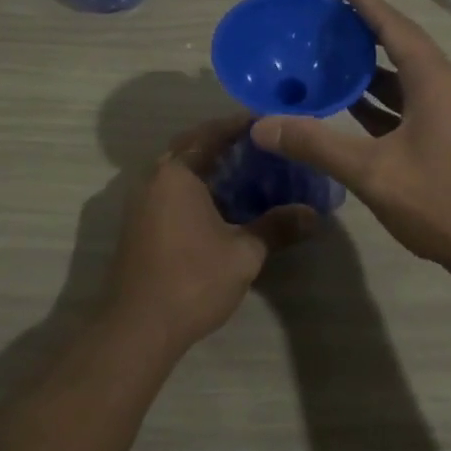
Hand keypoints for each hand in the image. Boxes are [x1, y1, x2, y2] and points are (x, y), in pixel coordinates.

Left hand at [104, 115, 316, 353]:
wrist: (137, 328)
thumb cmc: (192, 281)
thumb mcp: (244, 254)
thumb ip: (277, 227)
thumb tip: (313, 215)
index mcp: (177, 173)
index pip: (212, 133)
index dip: (240, 124)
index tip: (268, 121)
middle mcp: (154, 177)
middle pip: (190, 145)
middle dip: (222, 140)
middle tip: (258, 144)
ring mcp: (141, 200)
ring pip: (177, 167)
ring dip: (206, 162)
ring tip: (243, 169)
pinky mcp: (138, 222)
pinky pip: (169, 187)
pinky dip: (193, 183)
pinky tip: (218, 201)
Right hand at [251, 0, 450, 276]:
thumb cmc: (443, 204)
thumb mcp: (373, 173)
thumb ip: (316, 145)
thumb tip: (262, 126)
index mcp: (435, 83)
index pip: (397, 29)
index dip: (369, 5)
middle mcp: (449, 89)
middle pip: (405, 48)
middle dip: (369, 32)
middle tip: (333, 20)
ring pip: (410, 79)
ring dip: (375, 69)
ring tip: (337, 60)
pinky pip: (415, 104)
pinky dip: (385, 100)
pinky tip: (358, 109)